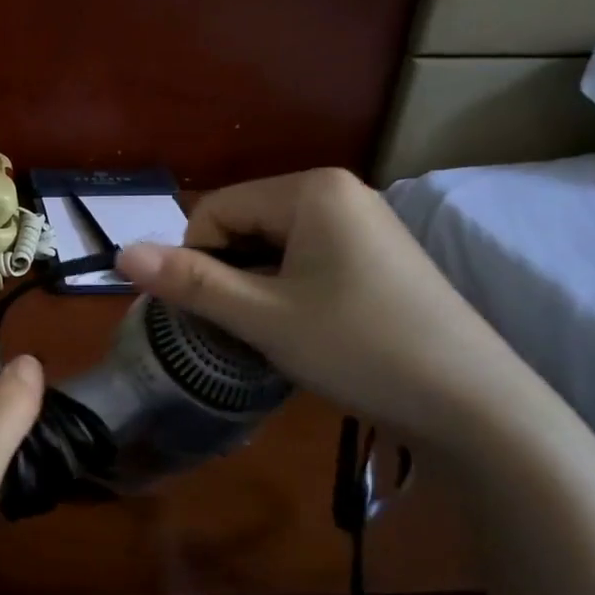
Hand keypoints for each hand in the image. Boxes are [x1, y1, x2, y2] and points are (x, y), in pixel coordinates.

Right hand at [114, 169, 523, 443]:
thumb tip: (120, 254)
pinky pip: (306, 260)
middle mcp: (339, 192)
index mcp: (311, 189)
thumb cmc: (359, 348)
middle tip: (243, 328)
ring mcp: (364, 223)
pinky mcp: (378, 257)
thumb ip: (189, 281)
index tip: (212, 313)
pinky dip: (287, 290)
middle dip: (228, 273)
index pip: (215, 209)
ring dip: (255, 286)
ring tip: (273, 333)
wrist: (474, 405)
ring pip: (273, 246)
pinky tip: (305, 329)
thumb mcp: (262, 316)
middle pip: (244, 223)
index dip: (196, 260)